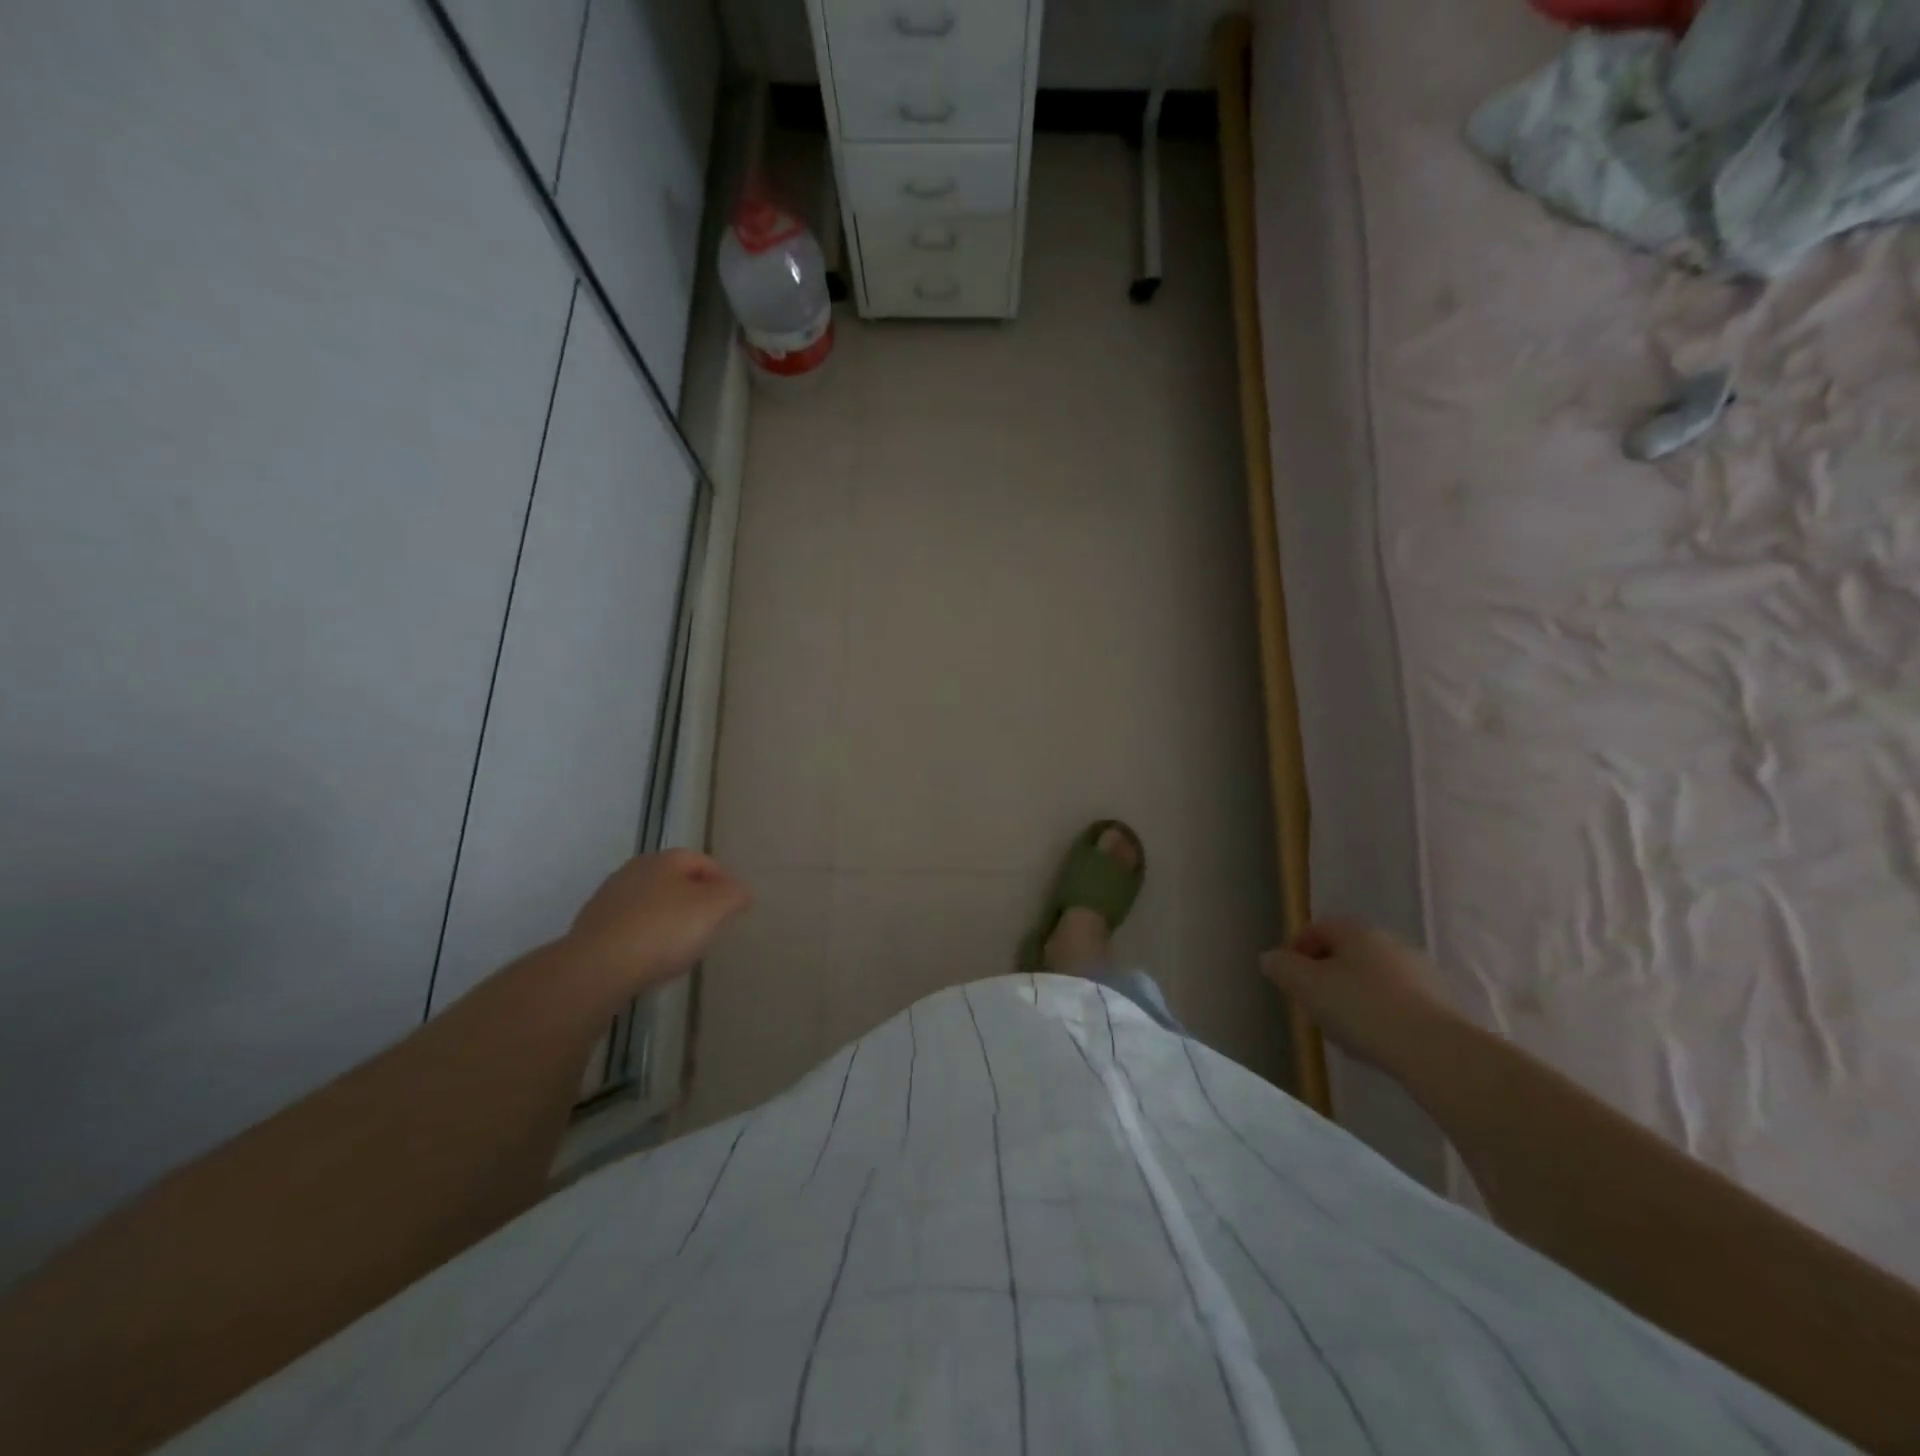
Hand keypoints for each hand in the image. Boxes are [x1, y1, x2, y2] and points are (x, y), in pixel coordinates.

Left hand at [568, 851, 751, 992]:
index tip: (733, 908)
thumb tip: (741, 891)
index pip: (703, 861)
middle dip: (695, 899)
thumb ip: (735, 895)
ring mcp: (608, 899)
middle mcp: (634, 870)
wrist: (597, 968)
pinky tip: (651, 959)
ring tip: (681, 947)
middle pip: (675, 881)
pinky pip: (630, 927)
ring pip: (651, 903)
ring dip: (668, 919)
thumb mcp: (715, 908)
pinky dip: (645, 937)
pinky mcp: (592, 928)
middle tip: (710, 925)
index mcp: (664, 859)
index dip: (723, 881)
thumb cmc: (664, 930)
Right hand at [1261, 919, 1456, 1071]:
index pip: (1315, 929)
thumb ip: (1282, 968)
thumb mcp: (1307, 986)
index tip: (1286, 980)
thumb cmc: (1362, 1009)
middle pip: (1343, 954)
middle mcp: (1389, 941)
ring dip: (1350, 997)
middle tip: (1310, 1005)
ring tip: (1340, 1030)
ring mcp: (1418, 971)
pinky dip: (1377, 1014)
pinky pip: (1394, 1001)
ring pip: (1369, 978)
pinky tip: (1373, 1040)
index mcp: (1356, 930)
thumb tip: (1270, 958)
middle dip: (1322, 977)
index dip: (1294, 952)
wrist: (1437, 1052)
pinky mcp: (1438, 1003)